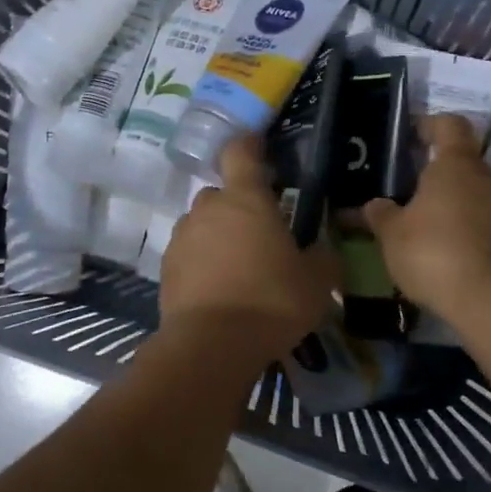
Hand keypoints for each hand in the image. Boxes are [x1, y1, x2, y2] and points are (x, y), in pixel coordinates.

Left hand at [160, 135, 337, 358]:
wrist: (211, 346)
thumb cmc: (271, 301)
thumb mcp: (316, 282)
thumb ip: (323, 258)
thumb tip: (324, 251)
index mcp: (246, 199)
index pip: (241, 152)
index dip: (249, 145)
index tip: (259, 148)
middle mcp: (209, 208)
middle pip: (223, 194)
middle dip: (239, 208)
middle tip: (261, 235)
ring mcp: (182, 237)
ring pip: (203, 224)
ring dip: (219, 236)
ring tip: (239, 268)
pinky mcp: (166, 268)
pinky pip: (189, 253)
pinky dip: (202, 263)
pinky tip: (219, 290)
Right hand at [363, 113, 490, 324]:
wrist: (489, 299)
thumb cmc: (433, 251)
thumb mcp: (392, 234)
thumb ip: (380, 214)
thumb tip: (373, 205)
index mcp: (456, 164)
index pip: (449, 124)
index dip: (429, 124)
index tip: (410, 136)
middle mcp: (487, 177)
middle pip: (462, 161)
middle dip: (436, 172)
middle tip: (408, 189)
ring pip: (475, 192)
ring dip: (453, 202)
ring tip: (425, 224)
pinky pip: (486, 220)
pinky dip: (468, 227)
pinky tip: (447, 250)